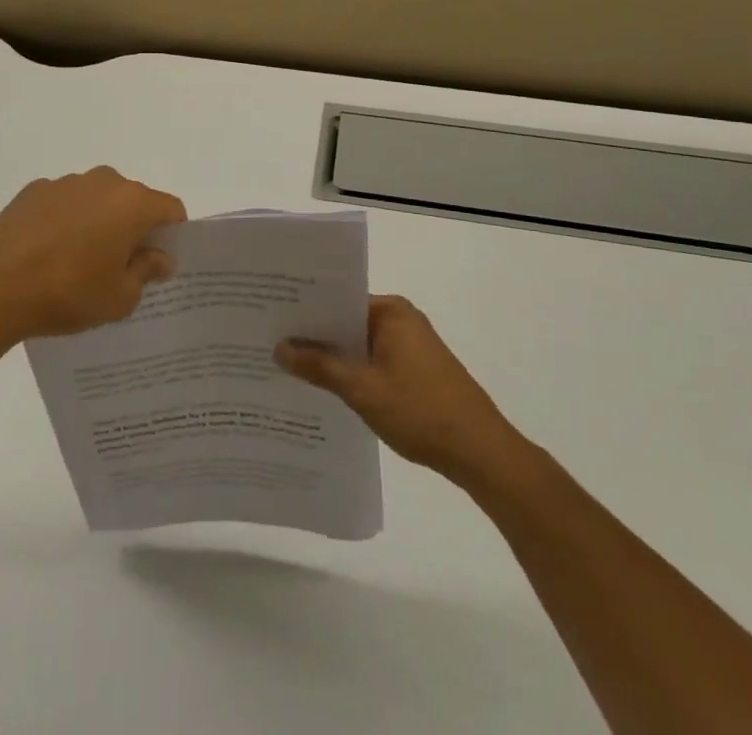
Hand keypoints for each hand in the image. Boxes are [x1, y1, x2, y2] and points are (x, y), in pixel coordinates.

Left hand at [0, 168, 185, 348]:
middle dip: (133, 228)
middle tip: (120, 267)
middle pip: (133, 201)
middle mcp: (102, 181)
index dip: (172, 235)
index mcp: (131, 203)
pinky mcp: (32, 191)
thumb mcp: (120, 298)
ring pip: (97, 200)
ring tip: (77, 263)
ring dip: (98, 222)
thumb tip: (159, 256)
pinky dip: (65, 221)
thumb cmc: (67, 294)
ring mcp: (65, 183)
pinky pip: (64, 203)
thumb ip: (146, 272)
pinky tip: (47, 254)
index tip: (159, 263)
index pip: (170, 209)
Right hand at [276, 295, 524, 484]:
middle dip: (314, 336)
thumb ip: (319, 366)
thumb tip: (279, 347)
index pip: (337, 299)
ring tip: (288, 367)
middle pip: (347, 321)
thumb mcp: (361, 389)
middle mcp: (401, 318)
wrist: (481, 452)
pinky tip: (324, 389)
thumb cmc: (420, 411)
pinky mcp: (415, 368)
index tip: (271, 319)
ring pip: (359, 344)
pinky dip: (352, 371)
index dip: (305, 311)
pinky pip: (373, 360)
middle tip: (269, 343)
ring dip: (332, 357)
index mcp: (390, 311)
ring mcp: (410, 344)